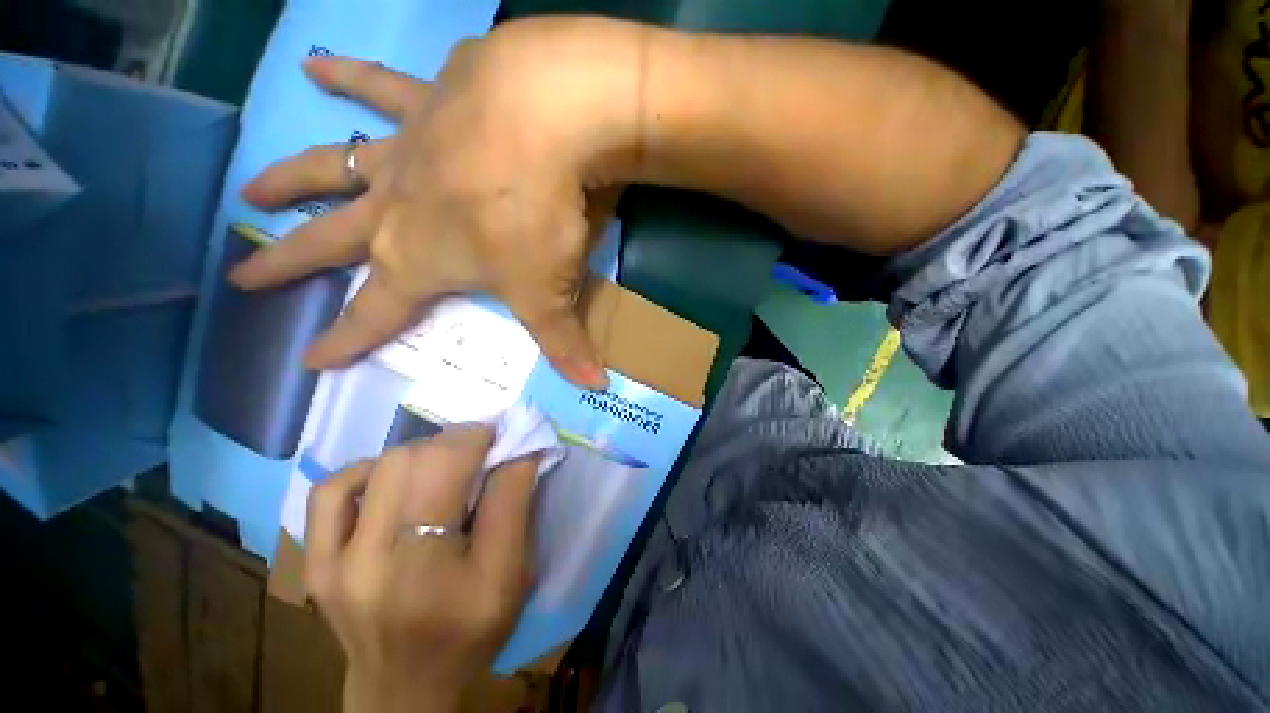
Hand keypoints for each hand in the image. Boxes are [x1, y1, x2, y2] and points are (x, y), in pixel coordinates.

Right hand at [230, 18, 645, 388]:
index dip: (345, 341)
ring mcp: (407, 151)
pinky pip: (376, 86)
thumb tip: (595, 386)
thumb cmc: (537, 218)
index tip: (308, 361)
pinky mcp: (428, 101)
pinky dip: (344, 75)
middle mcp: (397, 208)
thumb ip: (568, 344)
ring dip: (289, 180)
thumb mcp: (552, 293)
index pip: (375, 313)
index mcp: (422, 260)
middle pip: (330, 243)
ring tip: (249, 192)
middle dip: (286, 264)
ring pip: (331, 167)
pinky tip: (310, 66)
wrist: (542, 122)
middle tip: (241, 277)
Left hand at [304, 425, 538, 712]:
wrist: (404, 689)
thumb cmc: (470, 632)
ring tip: (443, 464)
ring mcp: (333, 563)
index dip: (481, 439)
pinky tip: (389, 479)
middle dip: (455, 442)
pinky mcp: (315, 564)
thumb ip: (516, 505)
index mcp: (431, 571)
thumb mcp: (511, 574)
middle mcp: (372, 563)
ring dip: (421, 452)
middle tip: (478, 448)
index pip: (457, 474)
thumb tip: (519, 449)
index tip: (500, 434)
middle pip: (414, 462)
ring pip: (379, 467)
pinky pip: (330, 492)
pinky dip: (367, 470)